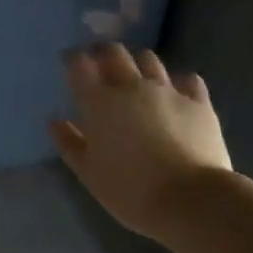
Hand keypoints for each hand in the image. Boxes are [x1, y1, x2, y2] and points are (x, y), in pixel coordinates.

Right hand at [50, 44, 231, 239]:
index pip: (79, 64)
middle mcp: (131, 86)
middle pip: (114, 52)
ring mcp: (167, 90)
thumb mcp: (89, 173)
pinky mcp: (198, 102)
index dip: (73, 60)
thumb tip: (54, 121)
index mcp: (99, 102)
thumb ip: (69, 143)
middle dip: (104, 53)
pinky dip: (180, 82)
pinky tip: (178, 93)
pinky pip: (188, 80)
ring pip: (149, 59)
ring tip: (138, 77)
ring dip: (139, 64)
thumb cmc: (131, 190)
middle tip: (101, 64)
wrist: (192, 200)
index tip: (71, 64)